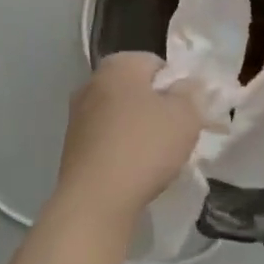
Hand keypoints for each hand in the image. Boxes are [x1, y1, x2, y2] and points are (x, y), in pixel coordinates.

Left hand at [53, 52, 203, 228]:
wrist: (95, 199)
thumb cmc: (144, 147)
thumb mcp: (185, 116)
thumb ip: (191, 93)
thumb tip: (188, 84)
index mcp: (118, 64)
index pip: (157, 64)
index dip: (177, 87)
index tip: (188, 113)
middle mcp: (92, 81)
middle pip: (137, 89)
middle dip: (157, 108)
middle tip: (176, 135)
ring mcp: (78, 113)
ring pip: (121, 115)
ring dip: (139, 130)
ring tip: (157, 158)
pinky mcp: (72, 144)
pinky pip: (107, 138)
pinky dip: (121, 149)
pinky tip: (134, 171)